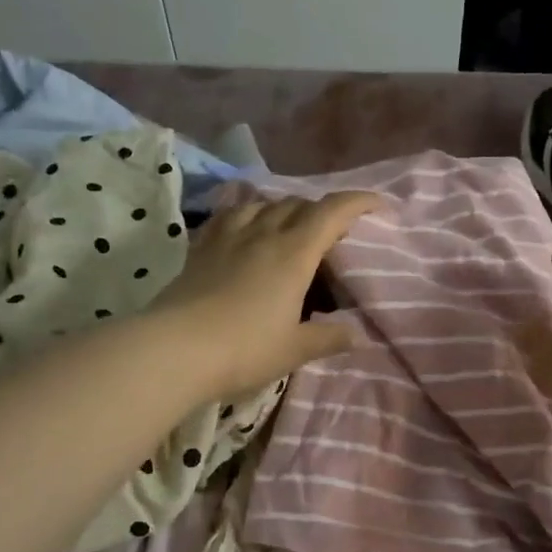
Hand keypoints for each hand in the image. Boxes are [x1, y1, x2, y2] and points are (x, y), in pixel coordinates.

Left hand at [150, 191, 380, 399]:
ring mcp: (228, 237)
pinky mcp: (201, 247)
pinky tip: (245, 226)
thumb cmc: (244, 349)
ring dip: (285, 209)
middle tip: (334, 231)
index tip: (378, 204)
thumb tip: (355, 334)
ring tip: (291, 227)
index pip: (332, 212)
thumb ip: (328, 337)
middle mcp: (263, 234)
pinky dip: (247, 213)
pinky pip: (229, 216)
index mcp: (294, 253)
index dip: (359, 202)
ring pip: (263, 204)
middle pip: (298, 204)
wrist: (173, 350)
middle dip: (322, 210)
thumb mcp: (294, 349)